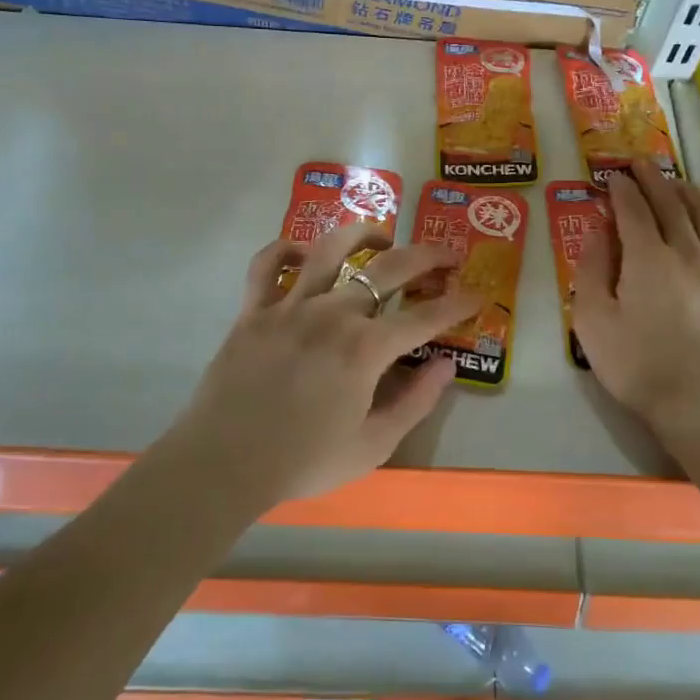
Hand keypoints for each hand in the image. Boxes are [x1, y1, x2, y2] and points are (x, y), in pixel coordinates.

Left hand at [158, 222, 482, 504]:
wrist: (223, 465)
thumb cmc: (304, 461)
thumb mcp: (374, 445)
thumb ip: (416, 401)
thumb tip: (447, 364)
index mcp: (366, 349)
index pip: (425, 316)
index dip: (457, 304)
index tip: (476, 296)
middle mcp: (332, 314)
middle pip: (388, 268)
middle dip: (427, 256)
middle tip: (447, 256)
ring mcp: (289, 306)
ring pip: (330, 248)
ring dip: (363, 233)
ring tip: (382, 236)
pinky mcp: (253, 310)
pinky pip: (267, 264)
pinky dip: (285, 248)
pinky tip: (303, 253)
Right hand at [574, 160, 699, 428]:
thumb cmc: (638, 365)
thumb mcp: (592, 321)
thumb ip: (591, 271)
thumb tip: (599, 233)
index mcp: (647, 258)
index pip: (633, 211)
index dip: (622, 190)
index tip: (614, 176)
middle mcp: (688, 253)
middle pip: (672, 206)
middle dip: (655, 181)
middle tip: (643, 165)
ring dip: (693, 196)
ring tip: (681, 186)